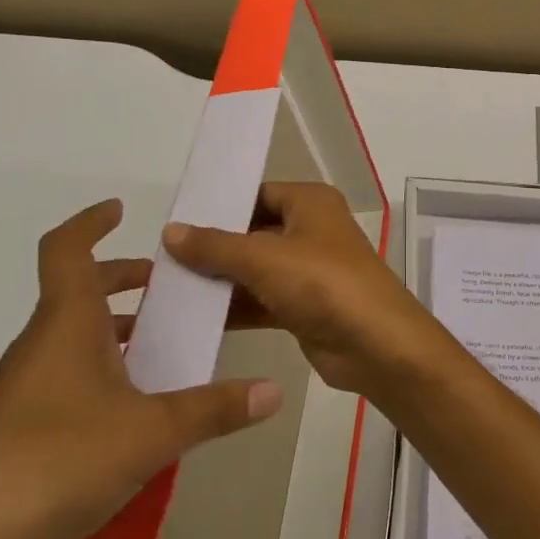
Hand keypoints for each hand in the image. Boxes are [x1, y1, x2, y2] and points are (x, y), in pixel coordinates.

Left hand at [0, 199, 283, 538]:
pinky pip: (64, 379)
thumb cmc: (58, 463)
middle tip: (167, 287)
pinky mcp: (16, 433)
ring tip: (161, 346)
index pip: (66, 250)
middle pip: (76, 292)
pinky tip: (133, 410)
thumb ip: (214, 409)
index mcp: (64, 325)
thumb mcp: (152, 433)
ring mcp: (22, 392)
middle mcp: (39, 347)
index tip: (120, 210)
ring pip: (71, 338)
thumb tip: (274, 391)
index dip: (90, 222)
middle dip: (121, 280)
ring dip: (113, 329)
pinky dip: (100, 371)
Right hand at [162, 181, 455, 402]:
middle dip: (214, 247)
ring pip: (256, 269)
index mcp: (310, 202)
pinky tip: (195, 316)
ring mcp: (309, 270)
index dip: (220, 206)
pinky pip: (262, 300)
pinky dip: (235, 307)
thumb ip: (214, 246)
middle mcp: (311, 230)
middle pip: (254, 232)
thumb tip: (170, 230)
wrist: (375, 344)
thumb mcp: (262, 258)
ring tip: (169, 287)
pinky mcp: (305, 306)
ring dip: (221, 280)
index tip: (176, 222)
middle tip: (164, 258)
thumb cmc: (322, 283)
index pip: (257, 194)